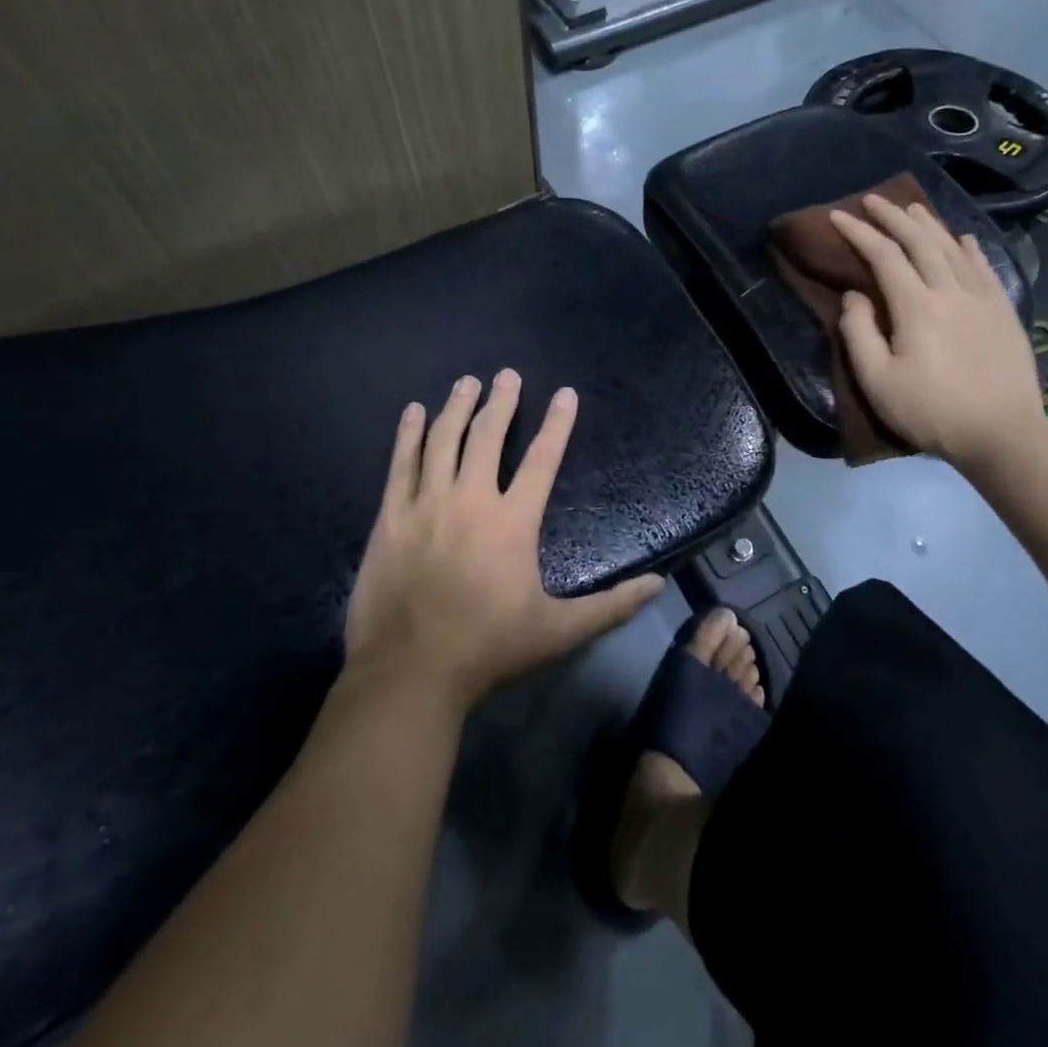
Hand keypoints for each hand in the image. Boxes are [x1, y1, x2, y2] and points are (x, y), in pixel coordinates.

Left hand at [344, 370, 664, 709]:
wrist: (409, 672)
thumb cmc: (488, 648)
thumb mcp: (559, 631)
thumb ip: (611, 606)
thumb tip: (658, 585)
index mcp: (512, 521)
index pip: (542, 459)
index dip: (556, 424)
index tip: (565, 393)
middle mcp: (470, 499)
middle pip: (487, 436)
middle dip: (500, 402)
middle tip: (506, 375)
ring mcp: (425, 504)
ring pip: (442, 440)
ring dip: (456, 407)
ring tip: (466, 382)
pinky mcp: (390, 517)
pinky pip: (400, 464)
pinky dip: (408, 435)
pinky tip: (413, 412)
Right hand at [829, 196, 1047, 477]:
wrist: (1002, 434)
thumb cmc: (930, 411)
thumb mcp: (877, 381)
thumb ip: (859, 333)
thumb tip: (855, 295)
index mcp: (916, 307)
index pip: (883, 256)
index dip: (859, 233)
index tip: (837, 217)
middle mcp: (950, 291)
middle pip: (920, 241)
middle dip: (893, 216)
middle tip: (872, 200)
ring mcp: (983, 298)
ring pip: (953, 248)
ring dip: (929, 224)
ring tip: (911, 207)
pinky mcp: (1004, 312)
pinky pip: (984, 267)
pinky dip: (970, 247)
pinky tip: (963, 238)